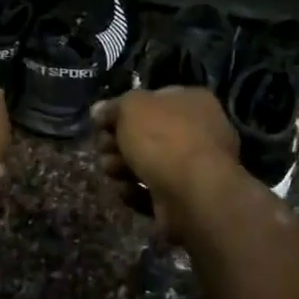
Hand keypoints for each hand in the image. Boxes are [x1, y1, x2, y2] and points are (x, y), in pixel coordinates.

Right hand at [92, 87, 238, 236]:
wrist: (192, 193)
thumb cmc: (164, 139)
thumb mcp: (132, 107)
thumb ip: (114, 106)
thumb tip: (99, 110)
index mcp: (194, 102)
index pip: (153, 100)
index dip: (124, 110)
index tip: (101, 122)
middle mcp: (199, 131)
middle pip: (148, 134)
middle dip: (119, 142)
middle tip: (103, 147)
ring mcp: (195, 168)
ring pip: (148, 164)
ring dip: (122, 167)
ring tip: (110, 170)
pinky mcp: (186, 198)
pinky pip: (154, 191)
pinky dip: (136, 191)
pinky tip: (126, 190)